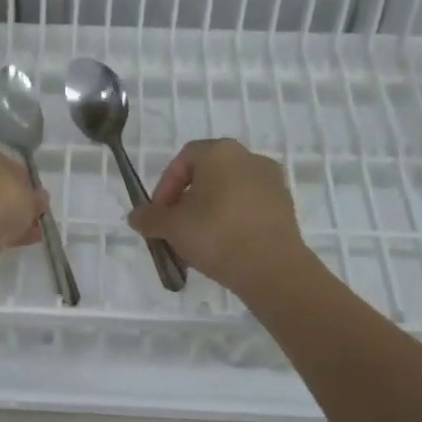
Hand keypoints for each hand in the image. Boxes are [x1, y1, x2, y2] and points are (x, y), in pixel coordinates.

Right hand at [128, 139, 305, 296]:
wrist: (272, 269)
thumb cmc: (217, 235)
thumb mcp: (172, 227)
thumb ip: (149, 218)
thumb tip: (135, 216)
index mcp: (221, 152)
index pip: (183, 159)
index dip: (165, 186)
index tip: (159, 214)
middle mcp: (249, 158)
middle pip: (207, 175)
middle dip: (186, 201)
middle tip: (175, 228)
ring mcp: (271, 182)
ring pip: (228, 192)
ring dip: (208, 211)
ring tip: (198, 241)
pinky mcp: (285, 206)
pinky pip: (248, 207)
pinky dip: (232, 220)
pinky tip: (224, 247)